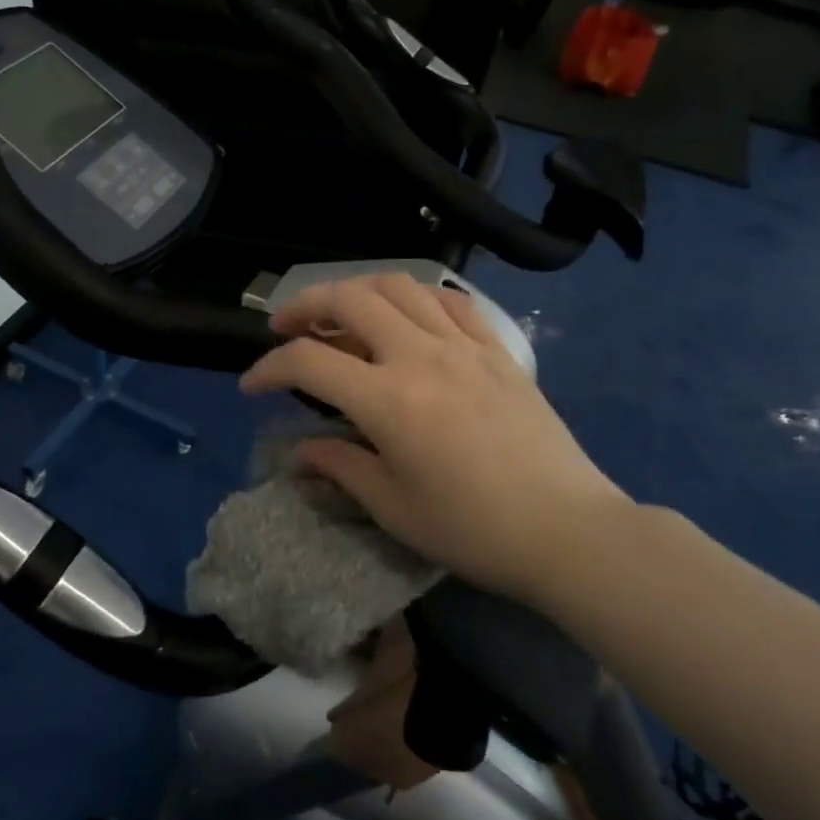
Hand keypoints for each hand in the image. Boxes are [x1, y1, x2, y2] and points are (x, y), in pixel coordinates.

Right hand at [238, 273, 633, 606]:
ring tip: (341, 314)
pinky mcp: (498, 350)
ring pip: (400, 287)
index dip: (268, 368)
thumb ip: (340, 466)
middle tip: (285, 326)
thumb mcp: (393, 507)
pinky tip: (407, 317)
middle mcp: (421, 356)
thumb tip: (300, 451)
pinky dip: (417, 298)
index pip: (309, 362)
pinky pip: (451, 302)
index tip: (252, 385)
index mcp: (389, 399)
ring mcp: (465, 346)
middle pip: (350, 299)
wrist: (567, 532)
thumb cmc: (473, 529)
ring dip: (358, 291)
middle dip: (305, 305)